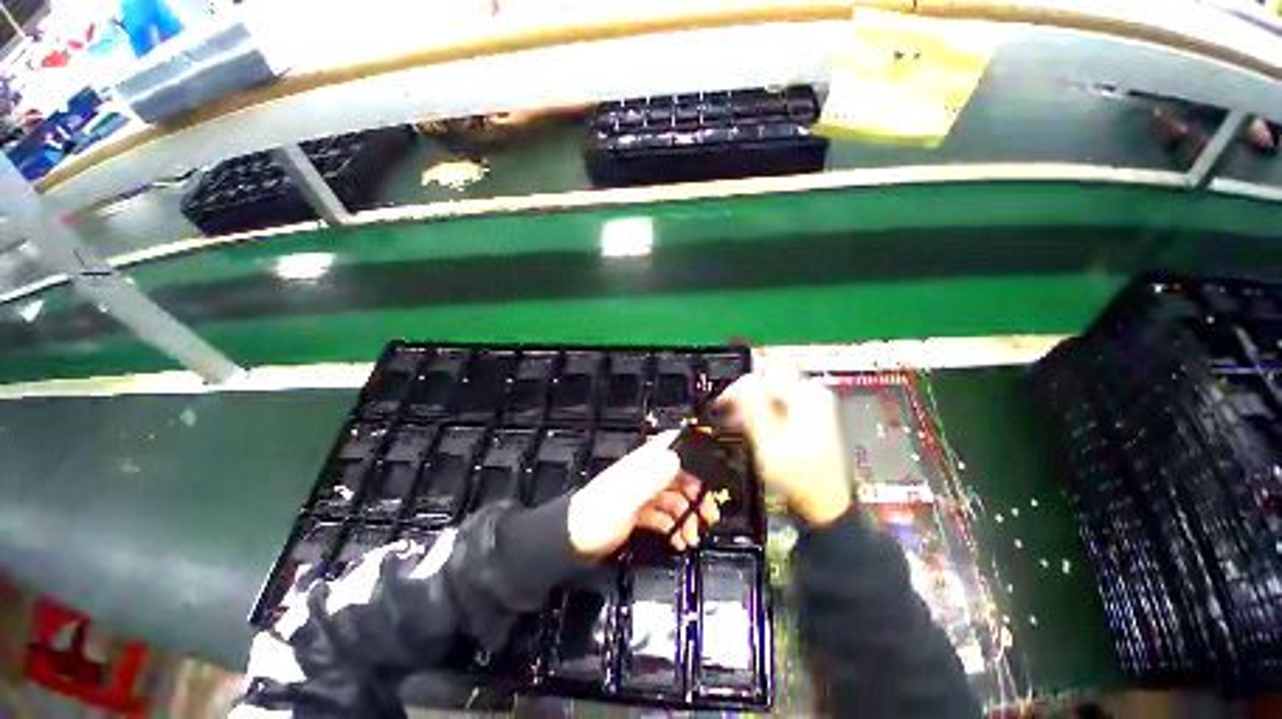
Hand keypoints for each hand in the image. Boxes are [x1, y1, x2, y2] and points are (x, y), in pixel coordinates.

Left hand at [568, 431, 720, 558]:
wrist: (571, 542)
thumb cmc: (596, 516)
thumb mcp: (625, 496)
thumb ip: (651, 476)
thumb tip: (677, 457)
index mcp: (642, 463)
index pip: (672, 444)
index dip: (693, 449)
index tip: (713, 467)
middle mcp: (645, 474)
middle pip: (680, 475)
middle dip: (697, 493)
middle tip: (711, 515)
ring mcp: (642, 493)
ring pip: (674, 498)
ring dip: (687, 516)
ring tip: (693, 538)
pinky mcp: (639, 512)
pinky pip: (664, 515)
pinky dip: (674, 527)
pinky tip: (679, 541)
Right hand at [719, 375, 850, 526]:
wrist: (825, 499)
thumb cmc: (798, 475)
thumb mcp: (767, 445)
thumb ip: (751, 413)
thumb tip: (736, 391)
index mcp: (806, 397)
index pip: (763, 379)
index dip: (738, 389)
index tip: (722, 401)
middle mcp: (813, 393)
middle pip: (769, 380)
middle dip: (747, 394)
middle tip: (730, 409)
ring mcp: (814, 402)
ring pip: (773, 389)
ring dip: (754, 400)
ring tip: (740, 418)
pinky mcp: (811, 411)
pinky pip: (781, 399)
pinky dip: (765, 407)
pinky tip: (755, 421)